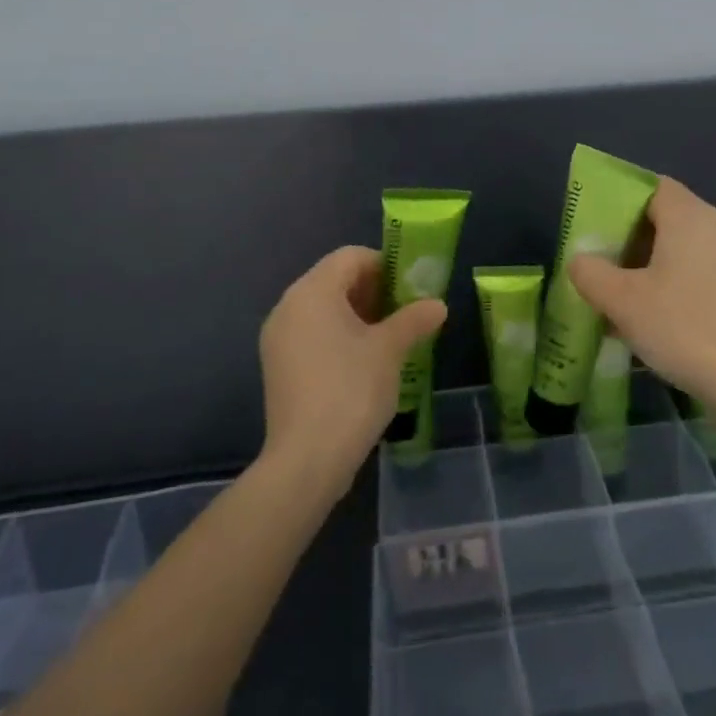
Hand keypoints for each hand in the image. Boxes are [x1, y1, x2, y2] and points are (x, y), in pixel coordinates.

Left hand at [258, 246, 446, 494]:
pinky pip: (312, 335)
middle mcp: (288, 307)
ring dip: (357, 315)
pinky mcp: (278, 367)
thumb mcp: (390, 350)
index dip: (384, 264)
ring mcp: (278, 339)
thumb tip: (437, 305)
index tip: (410, 287)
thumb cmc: (351, 390)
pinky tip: (364, 362)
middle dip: (372, 291)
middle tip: (405, 312)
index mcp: (312, 292)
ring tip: (390, 338)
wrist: (307, 459)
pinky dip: (338, 336)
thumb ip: (414, 319)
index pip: (349, 257)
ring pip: (323, 310)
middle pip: (334, 280)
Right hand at [569, 178, 715, 425]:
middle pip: (666, 219)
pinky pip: (698, 275)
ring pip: (681, 251)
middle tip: (598, 261)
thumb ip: (592, 273)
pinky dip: (671, 286)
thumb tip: (581, 260)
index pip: (652, 187)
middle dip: (629, 238)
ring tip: (617, 295)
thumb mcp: (623, 301)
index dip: (620, 200)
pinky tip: (651, 318)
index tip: (594, 224)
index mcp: (689, 216)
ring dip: (648, 267)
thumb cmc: (684, 326)